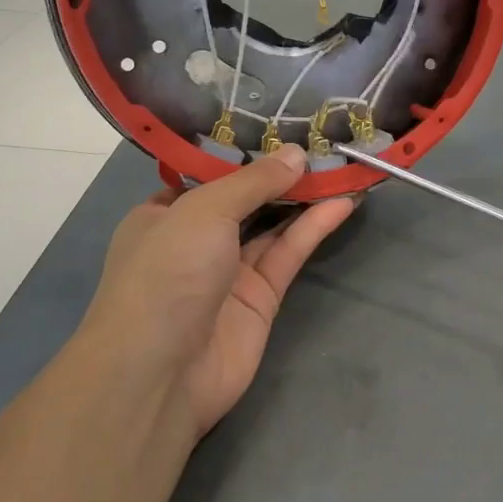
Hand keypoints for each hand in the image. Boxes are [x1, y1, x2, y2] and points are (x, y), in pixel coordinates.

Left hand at [79, 146, 357, 440]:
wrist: (160, 372)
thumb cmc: (167, 273)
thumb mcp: (204, 210)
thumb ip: (254, 181)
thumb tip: (297, 154)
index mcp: (164, 214)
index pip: (207, 176)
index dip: (245, 153)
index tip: (284, 128)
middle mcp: (195, 240)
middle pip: (245, 199)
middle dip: (281, 174)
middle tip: (323, 144)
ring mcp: (228, 272)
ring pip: (273, 226)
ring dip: (304, 198)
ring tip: (341, 167)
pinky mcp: (260, 299)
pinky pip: (288, 254)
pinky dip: (313, 229)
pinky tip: (342, 203)